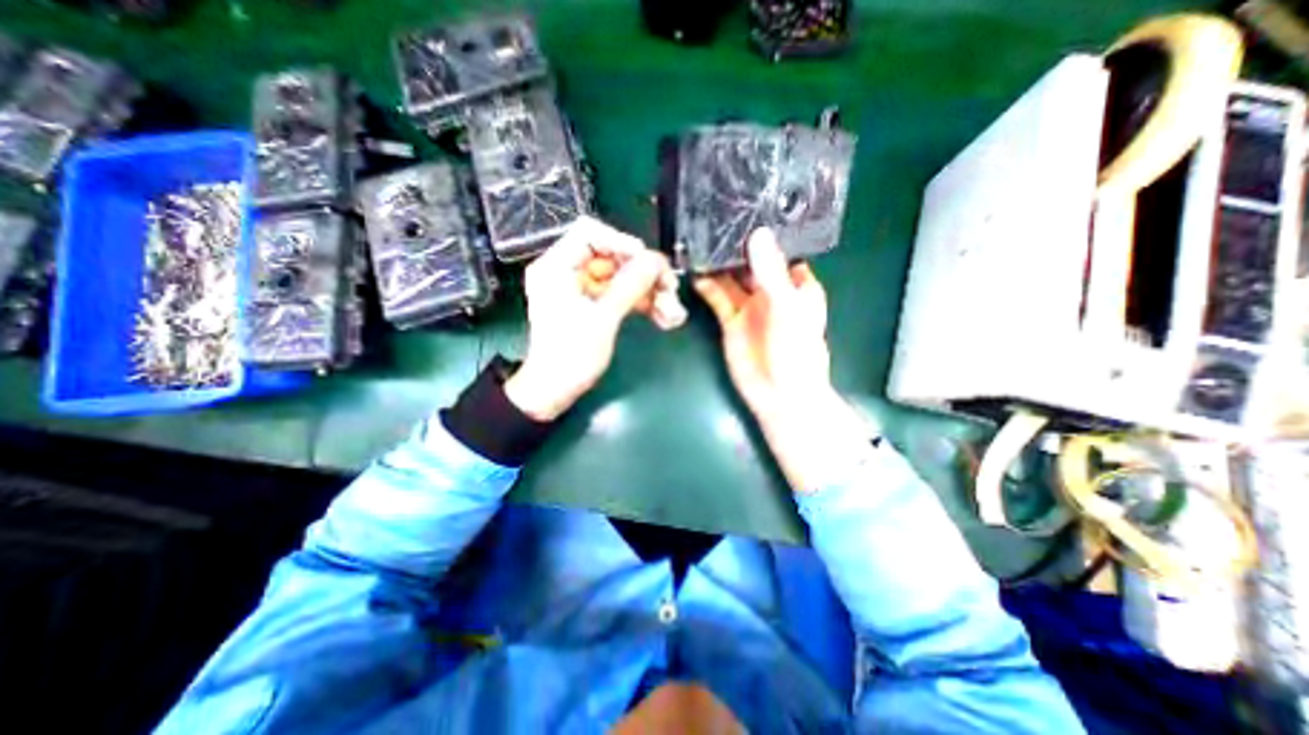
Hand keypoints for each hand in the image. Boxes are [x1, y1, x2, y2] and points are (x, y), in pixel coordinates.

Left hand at [502, 215, 688, 419]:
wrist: (554, 391)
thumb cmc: (570, 357)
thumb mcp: (603, 319)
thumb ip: (630, 285)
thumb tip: (656, 260)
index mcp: (556, 267)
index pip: (589, 233)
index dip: (622, 243)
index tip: (648, 263)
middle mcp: (567, 271)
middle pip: (612, 256)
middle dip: (644, 273)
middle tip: (670, 289)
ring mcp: (580, 288)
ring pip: (621, 277)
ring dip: (648, 291)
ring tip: (672, 311)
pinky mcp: (591, 303)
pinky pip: (619, 293)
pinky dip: (640, 303)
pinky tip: (662, 316)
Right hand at [695, 231, 826, 424]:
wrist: (779, 395)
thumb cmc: (795, 350)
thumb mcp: (787, 307)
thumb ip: (771, 272)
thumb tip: (758, 234)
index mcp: (796, 285)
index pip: (781, 251)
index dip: (765, 235)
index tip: (747, 210)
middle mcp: (772, 292)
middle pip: (752, 263)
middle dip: (735, 247)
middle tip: (713, 221)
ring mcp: (749, 306)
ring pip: (732, 279)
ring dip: (718, 265)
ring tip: (699, 244)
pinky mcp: (731, 321)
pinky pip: (717, 298)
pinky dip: (708, 287)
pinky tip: (696, 274)